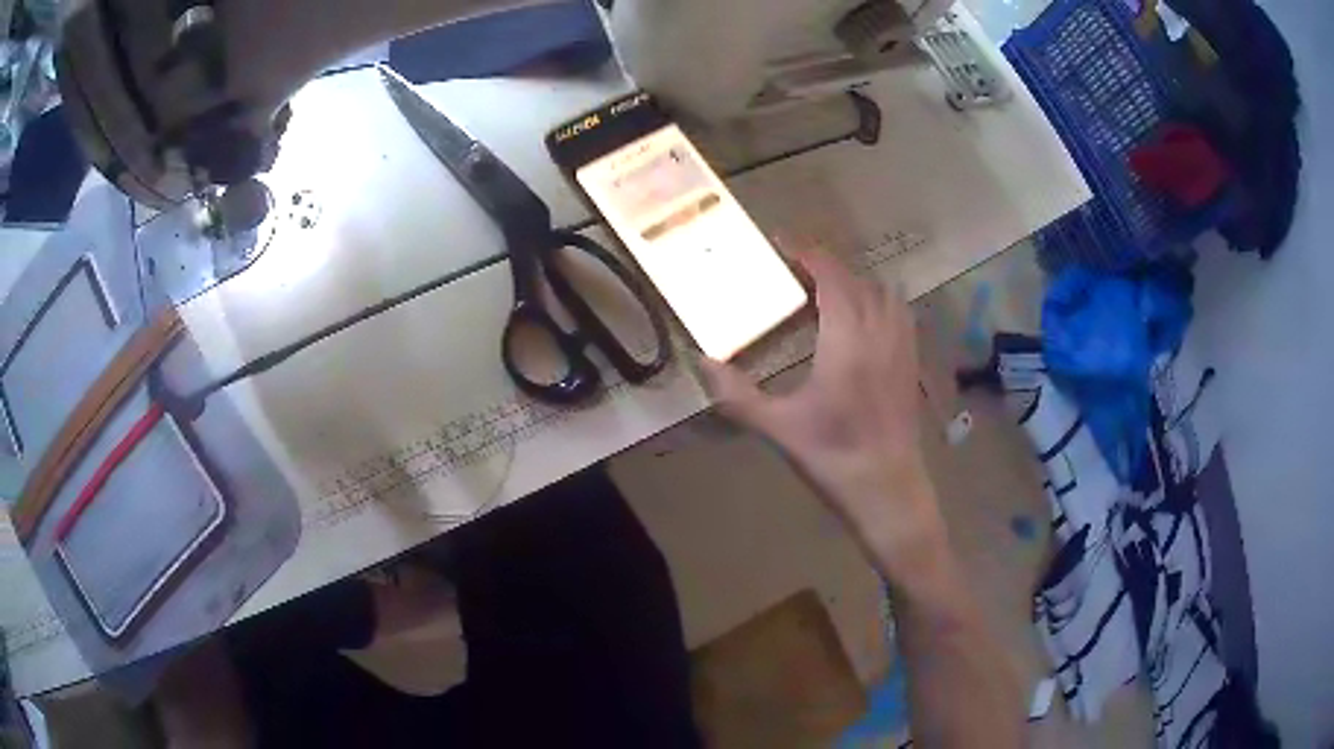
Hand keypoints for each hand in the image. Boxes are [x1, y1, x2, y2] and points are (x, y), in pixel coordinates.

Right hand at [703, 251, 944, 570]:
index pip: (831, 277)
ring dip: (855, 283)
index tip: (782, 245)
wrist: (888, 490)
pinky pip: (899, 314)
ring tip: (828, 293)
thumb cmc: (833, 458)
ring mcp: (901, 347)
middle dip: (827, 268)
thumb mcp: (778, 428)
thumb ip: (737, 395)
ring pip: (882, 294)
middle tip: (795, 273)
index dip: (808, 255)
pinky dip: (879, 302)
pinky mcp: (911, 365)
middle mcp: (879, 332)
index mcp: (847, 340)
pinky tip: (864, 321)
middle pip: (856, 281)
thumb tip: (703, 363)